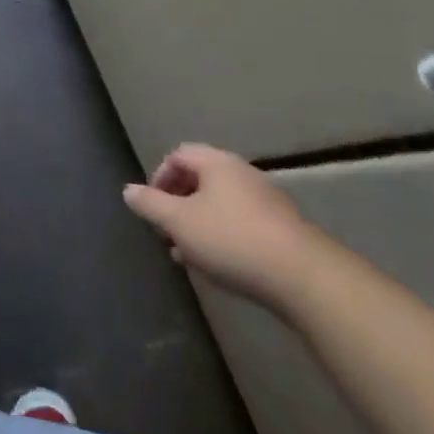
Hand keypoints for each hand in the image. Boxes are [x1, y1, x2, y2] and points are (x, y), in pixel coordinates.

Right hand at [123, 143, 325, 312]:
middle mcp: (242, 173)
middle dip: (178, 204)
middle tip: (167, 231)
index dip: (159, 177)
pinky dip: (223, 236)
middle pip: (200, 179)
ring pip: (221, 205)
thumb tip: (129, 190)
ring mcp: (267, 201)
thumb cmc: (231, 239)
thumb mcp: (179, 222)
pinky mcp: (283, 229)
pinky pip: (242, 223)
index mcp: (216, 163)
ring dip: (199, 224)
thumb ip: (150, 205)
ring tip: (188, 254)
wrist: (304, 277)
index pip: (178, 155)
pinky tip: (219, 264)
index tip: (152, 207)